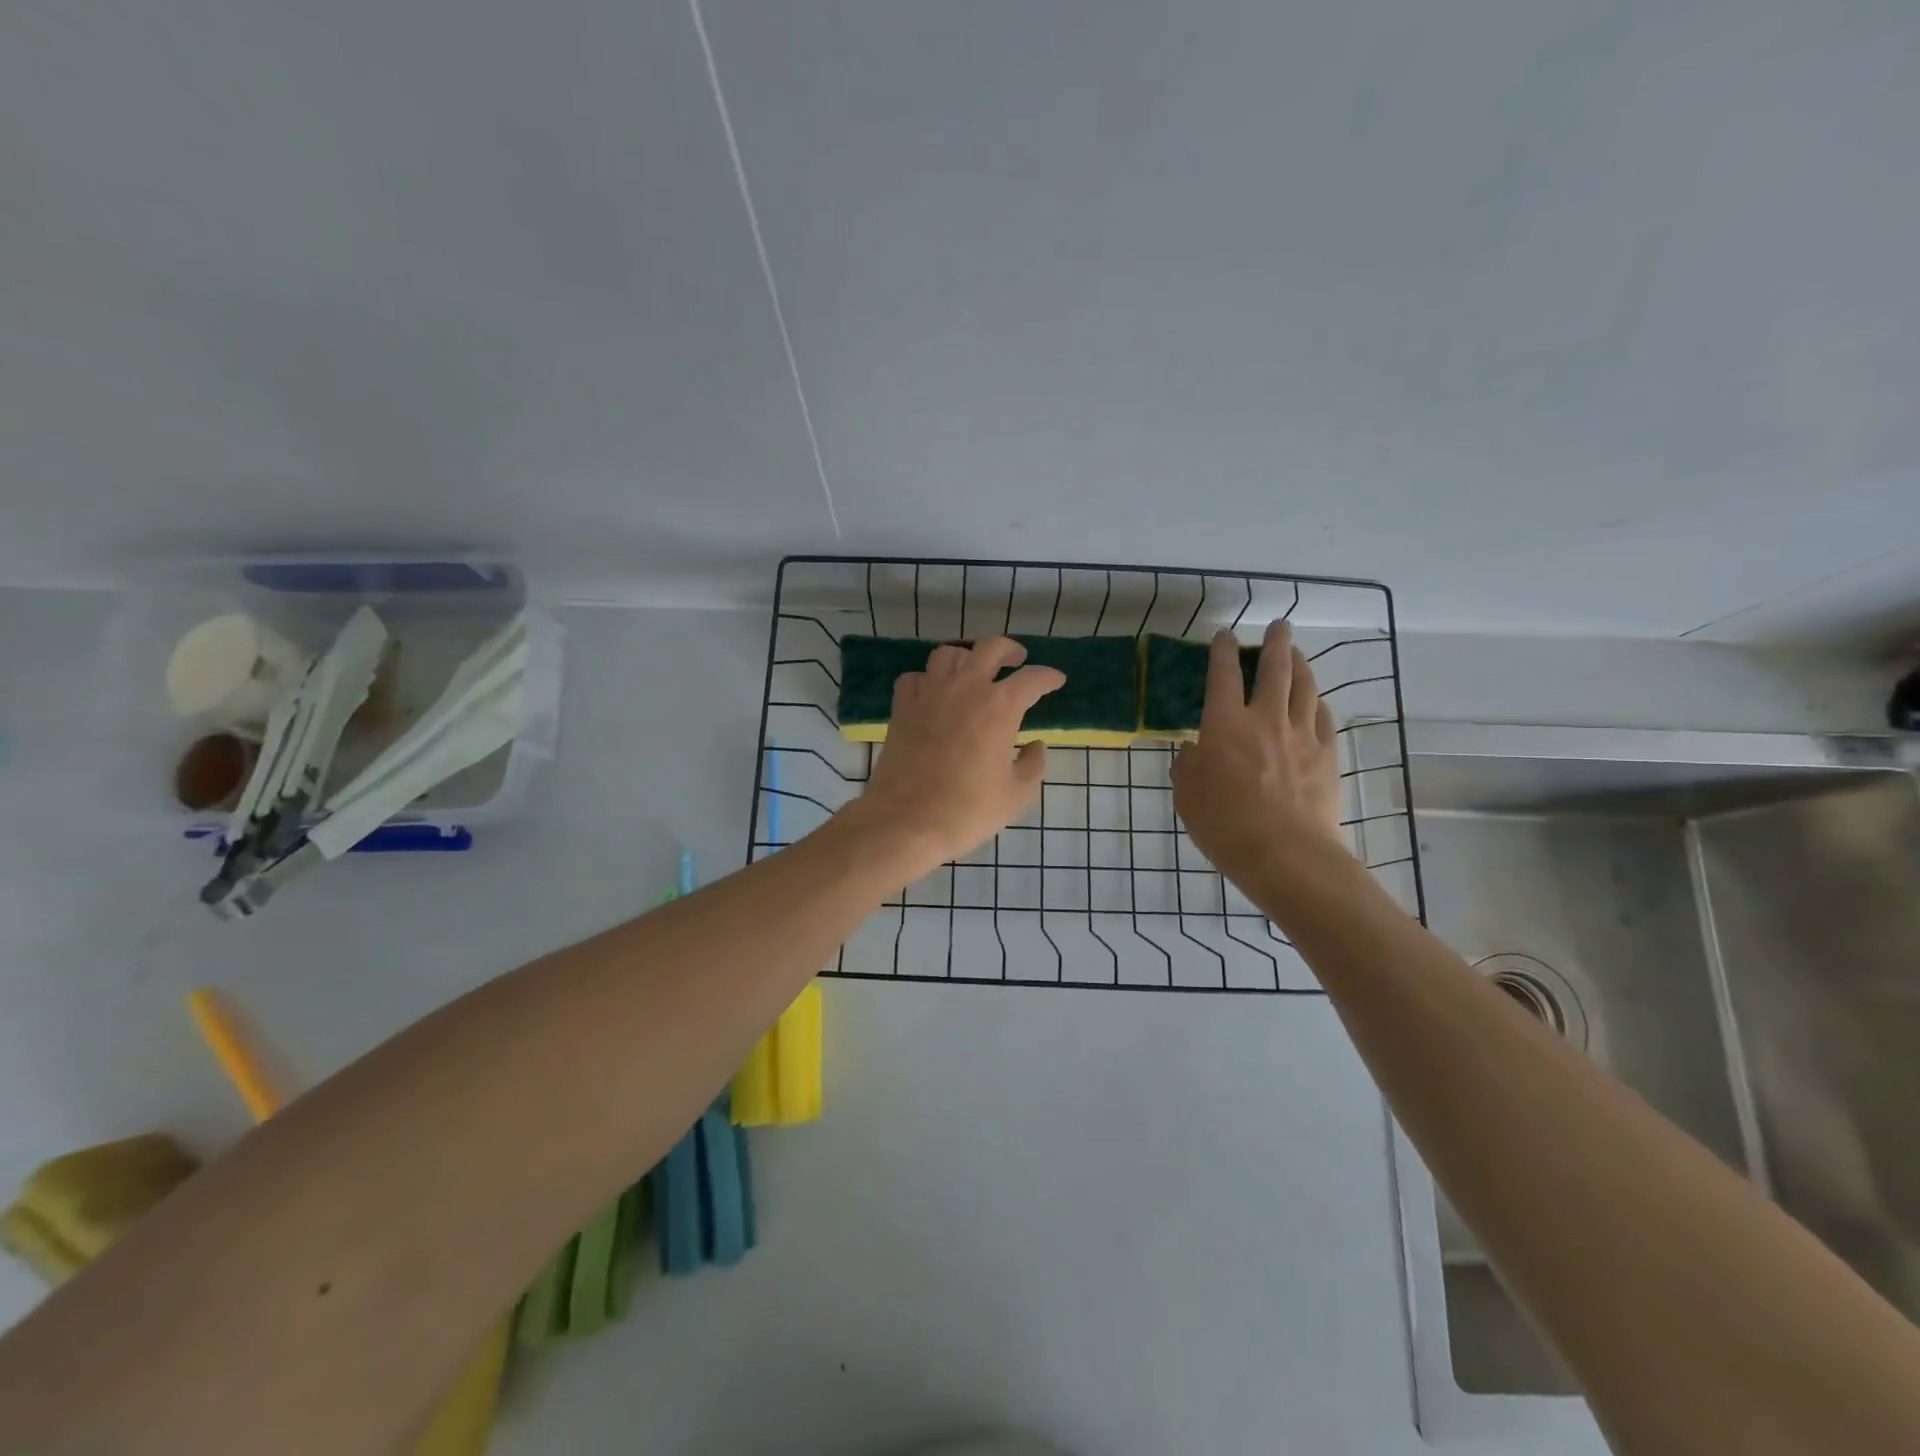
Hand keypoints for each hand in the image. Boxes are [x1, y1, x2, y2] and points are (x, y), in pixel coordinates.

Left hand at [850, 637, 1065, 880]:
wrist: (906, 820)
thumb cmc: (968, 810)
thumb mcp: (1016, 794)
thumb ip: (1032, 765)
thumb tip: (1035, 746)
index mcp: (1000, 706)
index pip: (1033, 678)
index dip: (1049, 677)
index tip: (1056, 681)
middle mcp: (965, 688)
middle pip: (990, 648)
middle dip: (1009, 649)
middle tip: (1017, 660)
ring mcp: (929, 694)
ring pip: (948, 654)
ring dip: (966, 658)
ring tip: (973, 672)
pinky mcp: (902, 708)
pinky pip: (914, 679)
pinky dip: (927, 680)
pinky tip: (933, 694)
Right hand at [1172, 621, 1345, 881]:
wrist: (1286, 854)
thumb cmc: (1225, 825)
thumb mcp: (1187, 796)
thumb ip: (1188, 766)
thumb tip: (1194, 749)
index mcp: (1225, 725)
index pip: (1223, 675)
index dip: (1222, 651)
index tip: (1224, 635)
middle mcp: (1265, 719)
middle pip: (1274, 669)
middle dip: (1275, 642)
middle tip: (1278, 626)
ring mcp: (1301, 735)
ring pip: (1305, 687)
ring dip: (1301, 664)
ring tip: (1297, 653)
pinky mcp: (1327, 755)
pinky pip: (1323, 717)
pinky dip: (1317, 702)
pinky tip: (1316, 701)